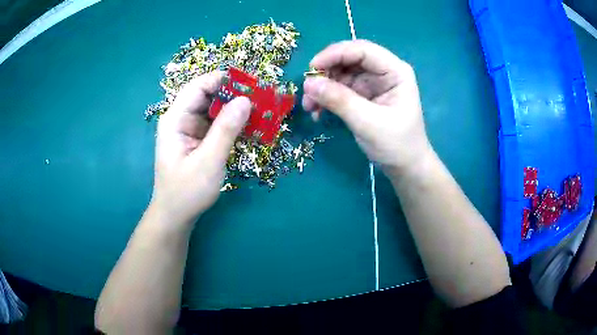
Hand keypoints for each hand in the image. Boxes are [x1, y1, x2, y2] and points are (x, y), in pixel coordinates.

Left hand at [152, 71, 250, 226]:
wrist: (176, 215)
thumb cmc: (187, 192)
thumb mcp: (208, 161)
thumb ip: (225, 130)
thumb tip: (245, 100)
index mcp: (175, 119)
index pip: (198, 86)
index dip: (224, 80)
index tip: (251, 84)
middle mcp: (181, 118)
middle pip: (208, 95)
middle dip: (234, 94)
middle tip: (262, 99)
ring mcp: (190, 128)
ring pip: (215, 108)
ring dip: (236, 109)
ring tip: (261, 111)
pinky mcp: (198, 139)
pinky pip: (217, 123)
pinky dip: (233, 123)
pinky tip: (250, 127)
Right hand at [303, 40, 432, 177]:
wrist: (405, 167)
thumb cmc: (396, 145)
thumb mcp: (368, 123)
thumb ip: (339, 100)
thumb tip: (308, 83)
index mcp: (395, 71)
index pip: (362, 50)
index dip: (334, 54)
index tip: (311, 69)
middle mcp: (383, 71)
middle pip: (348, 59)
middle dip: (326, 72)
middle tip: (307, 91)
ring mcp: (373, 82)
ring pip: (340, 73)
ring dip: (322, 87)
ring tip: (310, 107)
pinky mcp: (364, 94)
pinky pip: (339, 88)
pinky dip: (326, 97)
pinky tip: (318, 112)